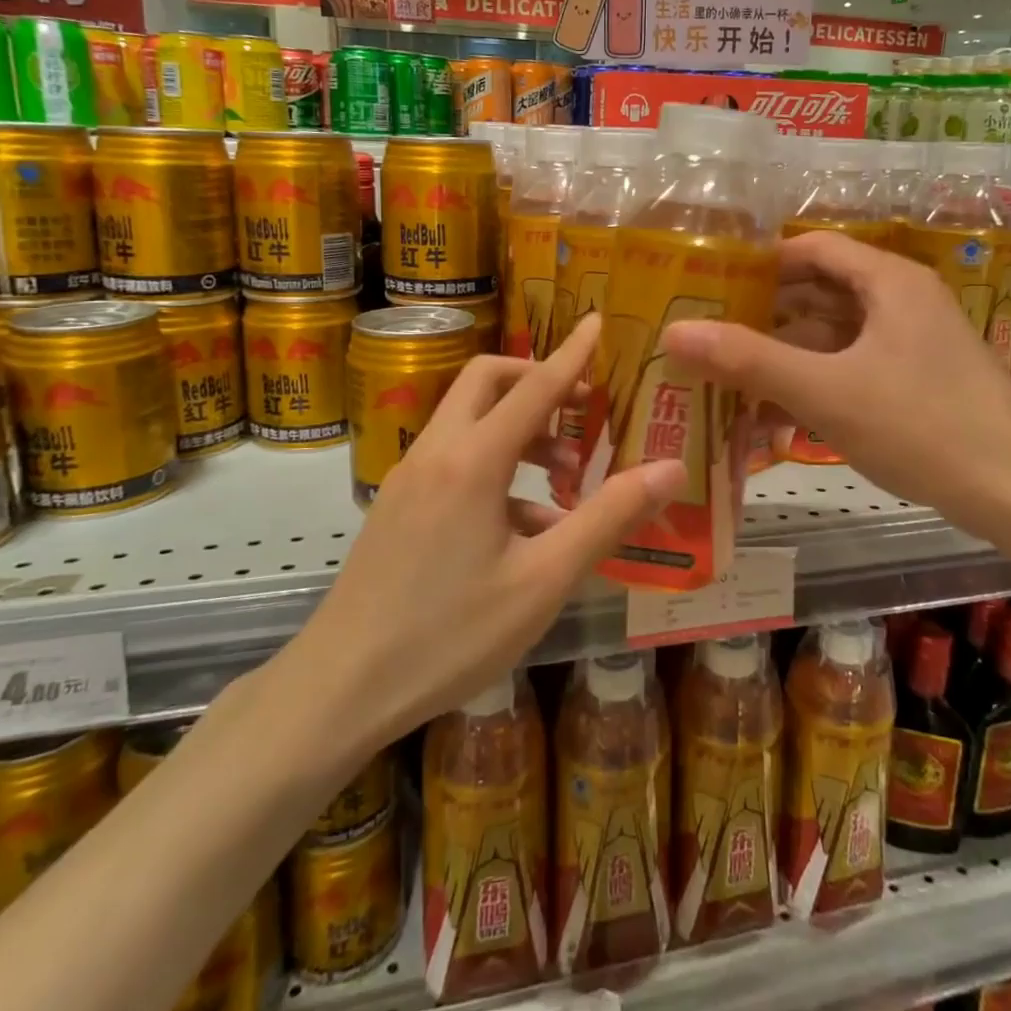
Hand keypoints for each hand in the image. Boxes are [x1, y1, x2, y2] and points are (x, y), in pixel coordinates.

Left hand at [282, 315, 684, 754]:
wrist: (339, 689)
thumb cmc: (450, 635)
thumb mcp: (543, 580)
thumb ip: (608, 518)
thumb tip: (670, 469)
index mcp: (472, 460)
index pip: (533, 387)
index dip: (571, 354)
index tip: (596, 321)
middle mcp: (435, 453)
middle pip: (486, 381)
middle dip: (536, 380)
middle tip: (581, 409)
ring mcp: (408, 478)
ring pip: (467, 421)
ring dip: (518, 429)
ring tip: (565, 475)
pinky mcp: (396, 507)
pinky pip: (453, 461)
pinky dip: (494, 468)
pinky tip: (525, 526)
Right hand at [663, 231, 1010, 539]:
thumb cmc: (922, 427)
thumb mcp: (825, 393)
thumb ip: (749, 361)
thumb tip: (674, 332)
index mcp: (888, 282)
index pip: (812, 248)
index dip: (760, 261)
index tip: (711, 283)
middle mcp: (903, 300)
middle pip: (820, 290)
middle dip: (766, 311)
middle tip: (710, 330)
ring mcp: (913, 342)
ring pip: (835, 333)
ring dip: (787, 351)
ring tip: (731, 372)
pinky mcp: (918, 379)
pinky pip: (853, 365)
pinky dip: (815, 379)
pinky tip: (776, 411)